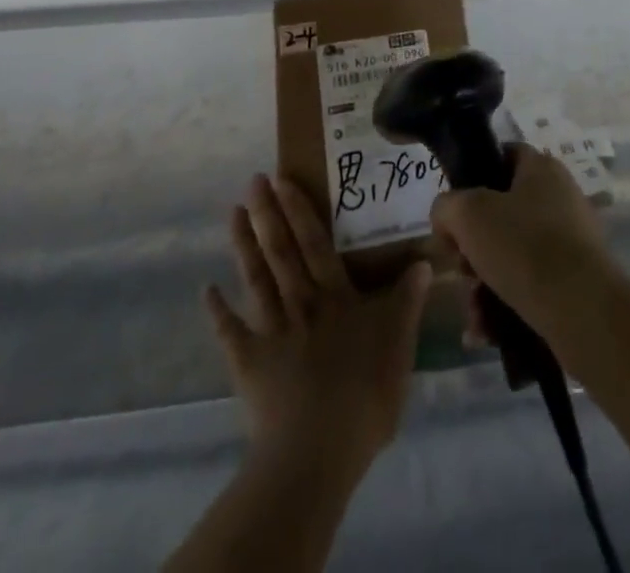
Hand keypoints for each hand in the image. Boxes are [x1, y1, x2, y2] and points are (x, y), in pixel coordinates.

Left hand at [206, 174, 431, 478]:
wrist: (317, 449)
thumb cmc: (365, 393)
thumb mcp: (400, 344)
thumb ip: (407, 301)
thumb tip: (423, 261)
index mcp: (337, 297)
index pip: (316, 244)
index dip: (300, 210)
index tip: (283, 180)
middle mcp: (302, 303)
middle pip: (282, 251)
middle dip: (269, 213)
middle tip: (255, 180)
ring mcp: (272, 331)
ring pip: (256, 279)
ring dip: (244, 245)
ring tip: (234, 212)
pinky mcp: (249, 362)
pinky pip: (231, 332)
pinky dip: (217, 311)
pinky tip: (206, 290)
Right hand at [430, 145, 617, 345]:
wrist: (583, 311)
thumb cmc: (524, 247)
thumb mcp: (468, 215)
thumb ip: (447, 206)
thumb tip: (448, 218)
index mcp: (541, 168)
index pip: (502, 156)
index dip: (472, 178)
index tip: (454, 213)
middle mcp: (559, 197)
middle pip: (500, 213)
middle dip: (472, 246)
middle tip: (461, 268)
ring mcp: (569, 239)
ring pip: (510, 255)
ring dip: (482, 284)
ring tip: (474, 313)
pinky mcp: (574, 280)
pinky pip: (528, 285)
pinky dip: (503, 305)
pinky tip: (485, 331)